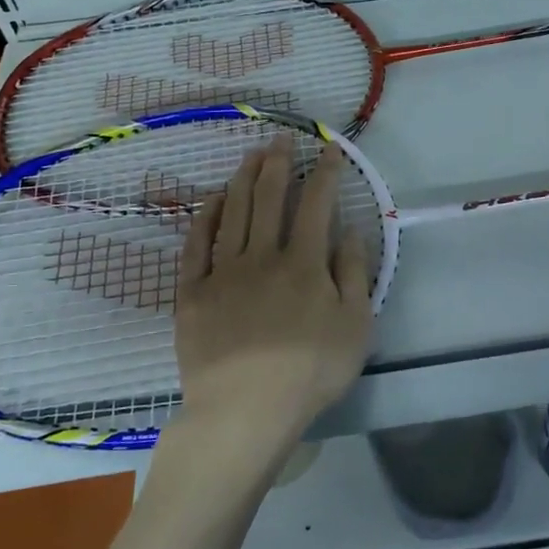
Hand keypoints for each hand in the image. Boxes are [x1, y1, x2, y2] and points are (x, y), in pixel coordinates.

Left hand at [173, 138, 373, 467]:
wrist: (244, 411)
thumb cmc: (309, 372)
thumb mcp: (355, 327)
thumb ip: (354, 274)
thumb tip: (350, 230)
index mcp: (305, 264)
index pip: (316, 204)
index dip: (324, 173)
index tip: (329, 150)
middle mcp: (263, 257)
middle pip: (269, 198)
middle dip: (278, 163)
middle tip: (281, 138)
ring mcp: (224, 272)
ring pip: (233, 212)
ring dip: (243, 178)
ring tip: (250, 154)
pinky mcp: (193, 292)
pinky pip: (198, 245)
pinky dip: (206, 217)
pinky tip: (212, 199)